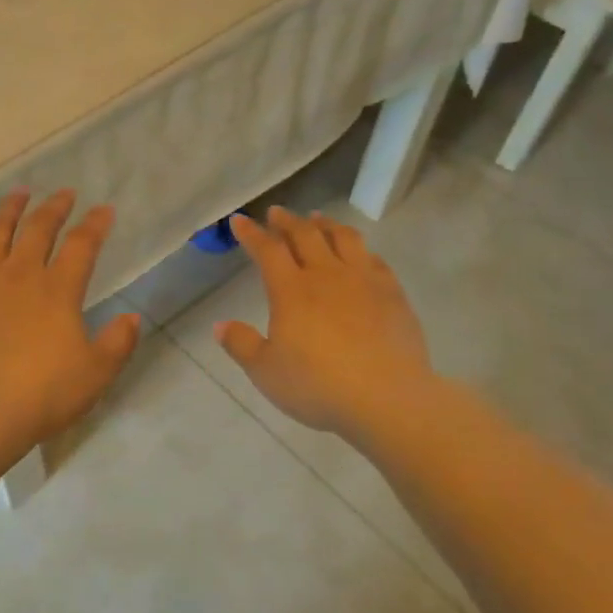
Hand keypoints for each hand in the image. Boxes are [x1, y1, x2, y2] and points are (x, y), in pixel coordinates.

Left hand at [0, 191, 141, 444]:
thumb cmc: (43, 392)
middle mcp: (20, 275)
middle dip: (54, 208)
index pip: (82, 245)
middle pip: (38, 229)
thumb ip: (117, 343)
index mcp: (58, 289)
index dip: (95, 225)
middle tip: (64, 193)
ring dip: (8, 210)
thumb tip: (132, 318)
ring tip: (17, 193)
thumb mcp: (95, 373)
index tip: (103, 210)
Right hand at [216, 208, 435, 443]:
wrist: (386, 398)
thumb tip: (220, 325)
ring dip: (325, 225)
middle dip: (287, 221)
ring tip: (317, 219)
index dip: (251, 233)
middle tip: (277, 213)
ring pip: (343, 238)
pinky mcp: (392, 294)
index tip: (239, 220)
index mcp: (291, 290)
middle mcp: (327, 275)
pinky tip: (358, 253)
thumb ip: (241, 345)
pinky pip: (374, 259)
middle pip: (305, 235)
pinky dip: (359, 249)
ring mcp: (364, 281)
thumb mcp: (266, 372)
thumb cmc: (317, 386)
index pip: (267, 250)